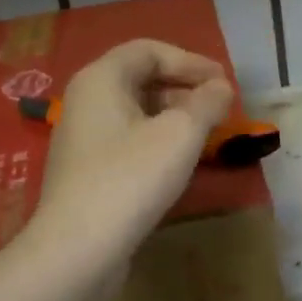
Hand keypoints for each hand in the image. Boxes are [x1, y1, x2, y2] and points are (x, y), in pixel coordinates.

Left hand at [34, 39, 234, 260]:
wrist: (78, 249)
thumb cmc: (131, 178)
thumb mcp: (180, 134)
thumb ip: (207, 103)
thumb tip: (221, 88)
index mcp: (101, 79)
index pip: (149, 50)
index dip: (190, 61)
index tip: (223, 83)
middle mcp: (85, 101)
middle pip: (140, 79)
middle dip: (184, 89)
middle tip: (219, 109)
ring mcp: (83, 139)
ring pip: (135, 113)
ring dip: (174, 117)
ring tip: (206, 135)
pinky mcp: (87, 172)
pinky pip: (127, 140)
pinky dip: (157, 141)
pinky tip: (179, 163)